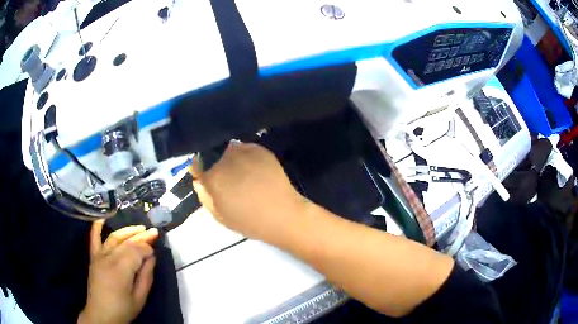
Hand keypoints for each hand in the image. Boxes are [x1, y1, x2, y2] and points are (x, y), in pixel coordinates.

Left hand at [78, 221, 158, 323]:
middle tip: (154, 232)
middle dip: (141, 236)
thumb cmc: (123, 309)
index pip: (136, 251)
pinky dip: (97, 226)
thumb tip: (152, 258)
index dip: (147, 248)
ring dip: (127, 231)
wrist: (101, 314)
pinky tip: (102, 218)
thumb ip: (146, 276)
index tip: (155, 252)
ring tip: (140, 227)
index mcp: (120, 270)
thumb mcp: (140, 298)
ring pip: (114, 238)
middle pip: (126, 242)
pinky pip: (94, 238)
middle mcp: (108, 258)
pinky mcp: (93, 257)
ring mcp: (99, 256)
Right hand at [190, 142, 307, 243]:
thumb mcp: (220, 216)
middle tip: (228, 180)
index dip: (199, 171)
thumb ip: (205, 196)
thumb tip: (200, 181)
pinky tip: (254, 169)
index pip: (197, 166)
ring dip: (231, 160)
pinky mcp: (260, 150)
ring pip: (230, 151)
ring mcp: (244, 152)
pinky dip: (246, 157)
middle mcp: (225, 159)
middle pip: (214, 158)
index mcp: (213, 177)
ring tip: (243, 174)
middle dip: (217, 167)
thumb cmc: (249, 222)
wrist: (283, 215)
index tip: (204, 177)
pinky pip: (246, 149)